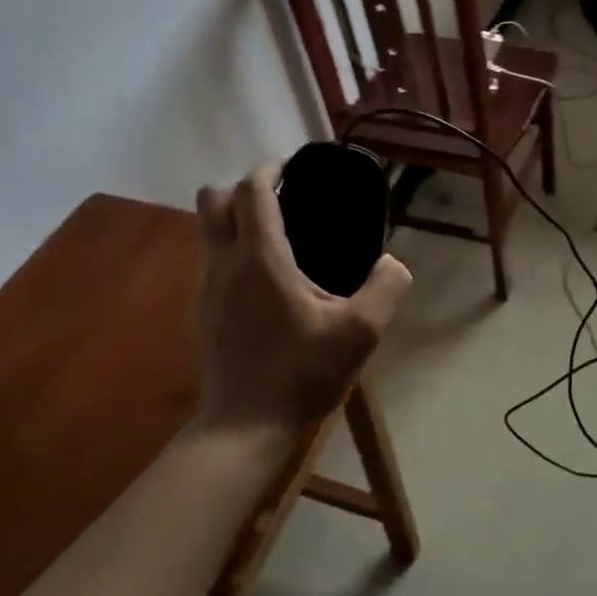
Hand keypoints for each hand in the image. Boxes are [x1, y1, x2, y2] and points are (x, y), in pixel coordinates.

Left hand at [195, 162, 411, 436]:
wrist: (243, 428)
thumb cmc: (301, 374)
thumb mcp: (360, 333)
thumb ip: (386, 288)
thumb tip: (393, 262)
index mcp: (261, 259)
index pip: (251, 190)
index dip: (270, 168)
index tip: (295, 167)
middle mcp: (225, 263)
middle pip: (212, 199)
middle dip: (243, 187)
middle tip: (283, 199)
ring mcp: (207, 288)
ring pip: (206, 229)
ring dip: (235, 218)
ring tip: (280, 237)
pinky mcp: (203, 311)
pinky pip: (212, 259)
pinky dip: (232, 249)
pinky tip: (266, 281)